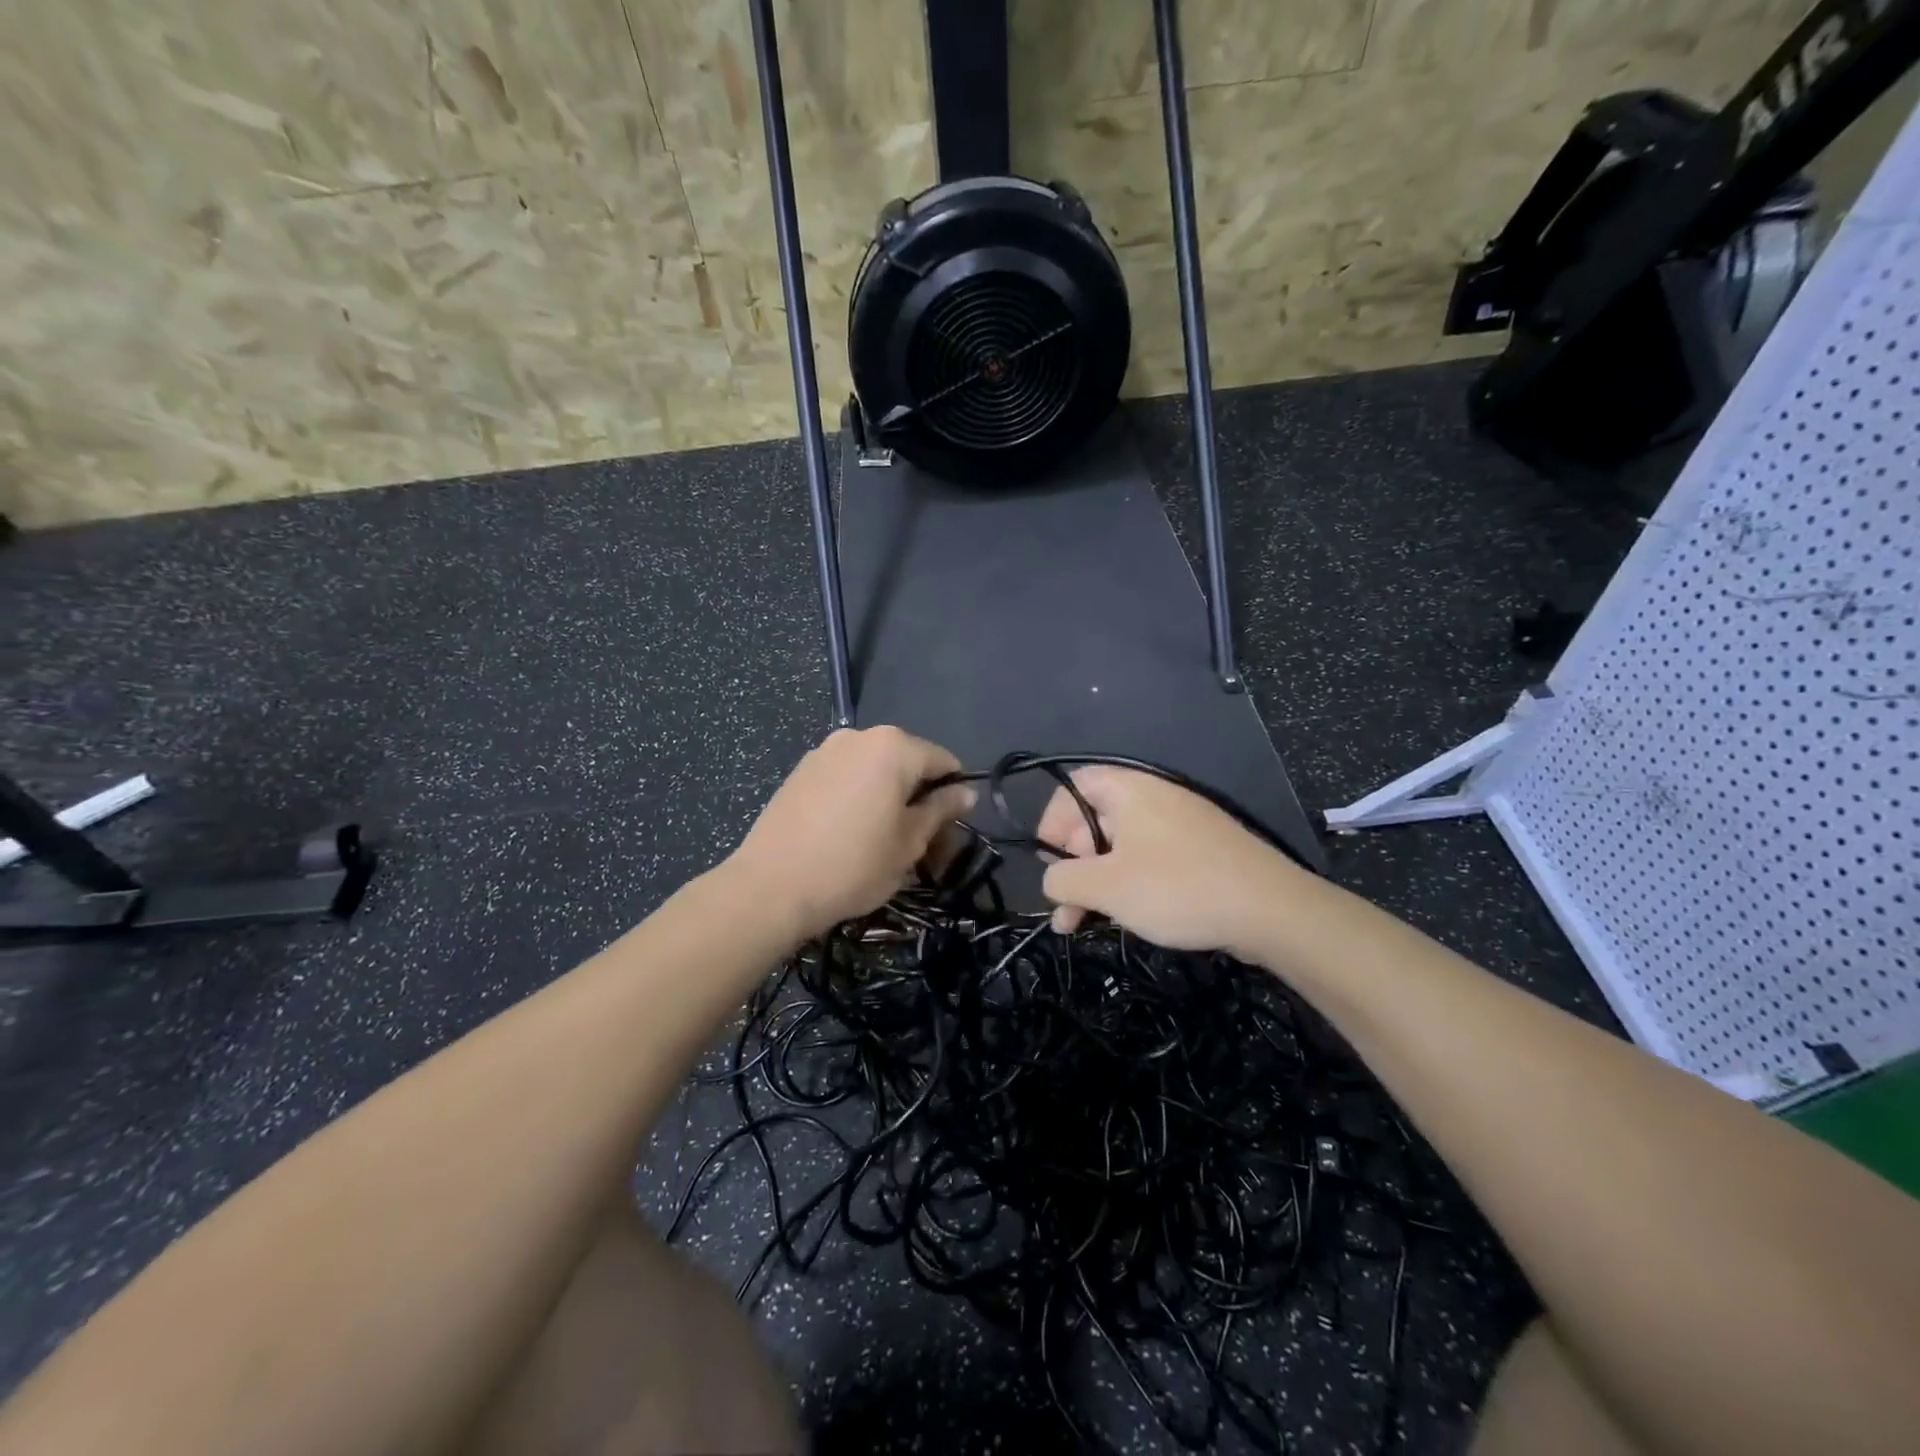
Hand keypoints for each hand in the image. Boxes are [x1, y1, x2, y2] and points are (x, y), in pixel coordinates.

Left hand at [727, 726, 975, 940]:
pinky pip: (845, 776)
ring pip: (874, 769)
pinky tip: (847, 832)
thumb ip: (940, 810)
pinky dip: (857, 796)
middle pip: (907, 761)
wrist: (771, 886)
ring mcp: (825, 750)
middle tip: (918, 842)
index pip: (944, 761)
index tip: (950, 830)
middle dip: (919, 795)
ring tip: (880, 839)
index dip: (955, 795)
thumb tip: (966, 792)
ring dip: (887, 796)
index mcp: (894, 747)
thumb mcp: (910, 843)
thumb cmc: (854, 865)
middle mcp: (859, 736)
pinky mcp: (800, 770)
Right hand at [1037, 767, 1305, 957]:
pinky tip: (1123, 917)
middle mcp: (1152, 798)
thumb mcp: (1107, 886)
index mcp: (1128, 790)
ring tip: (1080, 925)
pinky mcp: (1198, 851)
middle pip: (1093, 821)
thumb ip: (1063, 879)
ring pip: (1120, 847)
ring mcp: (1179, 824)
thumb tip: (1052, 880)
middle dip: (1072, 866)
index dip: (1051, 823)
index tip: (1049, 864)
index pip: (1072, 788)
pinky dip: (1128, 885)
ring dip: (1095, 883)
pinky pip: (1149, 859)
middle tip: (1065, 908)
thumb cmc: (1177, 888)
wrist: (1270, 910)